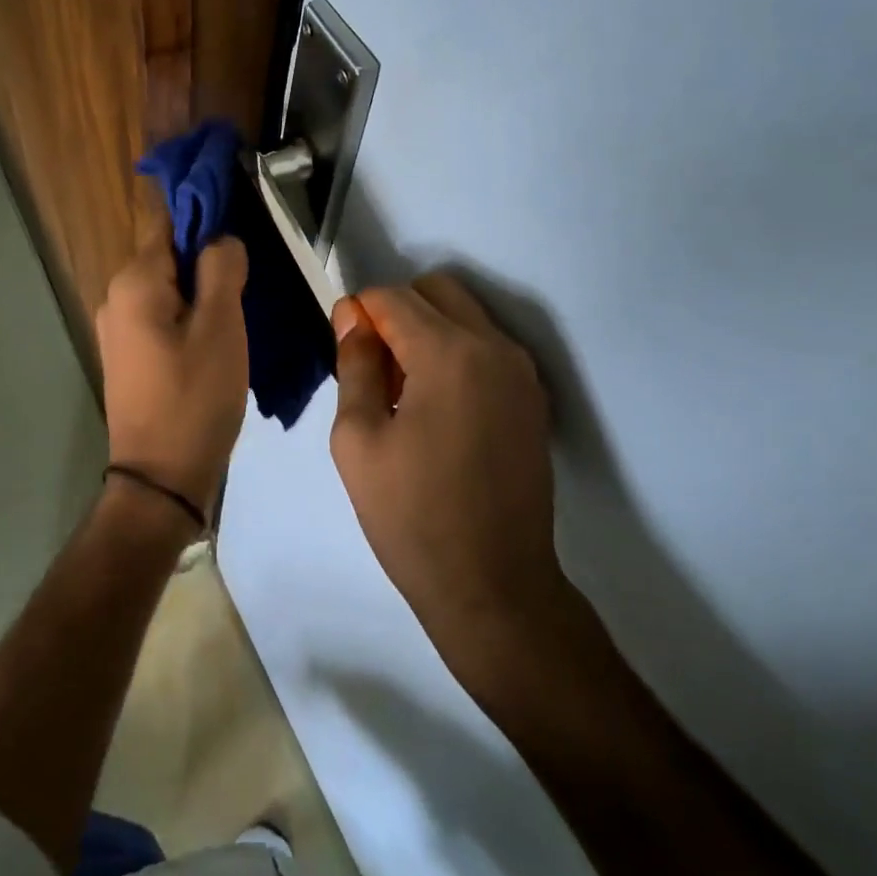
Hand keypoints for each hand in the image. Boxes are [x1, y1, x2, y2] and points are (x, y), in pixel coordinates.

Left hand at [96, 228, 249, 514]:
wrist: (160, 478)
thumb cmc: (195, 398)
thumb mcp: (221, 328)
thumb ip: (222, 269)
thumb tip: (221, 237)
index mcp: (135, 282)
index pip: (169, 221)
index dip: (205, 214)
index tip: (243, 223)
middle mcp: (116, 297)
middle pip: (168, 255)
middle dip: (208, 258)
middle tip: (251, 278)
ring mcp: (117, 329)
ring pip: (167, 288)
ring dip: (201, 290)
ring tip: (240, 309)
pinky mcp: (127, 356)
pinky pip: (160, 317)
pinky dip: (188, 316)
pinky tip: (216, 336)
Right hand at [330, 273, 573, 684]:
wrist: (493, 585)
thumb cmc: (411, 515)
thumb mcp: (358, 439)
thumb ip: (356, 364)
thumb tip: (352, 317)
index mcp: (449, 353)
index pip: (393, 297)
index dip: (359, 312)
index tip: (343, 347)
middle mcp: (494, 347)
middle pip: (437, 290)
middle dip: (397, 310)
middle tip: (374, 366)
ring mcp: (522, 372)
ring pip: (466, 314)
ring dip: (428, 330)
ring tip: (403, 391)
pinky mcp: (533, 398)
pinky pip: (487, 347)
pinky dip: (456, 352)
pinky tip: (437, 407)